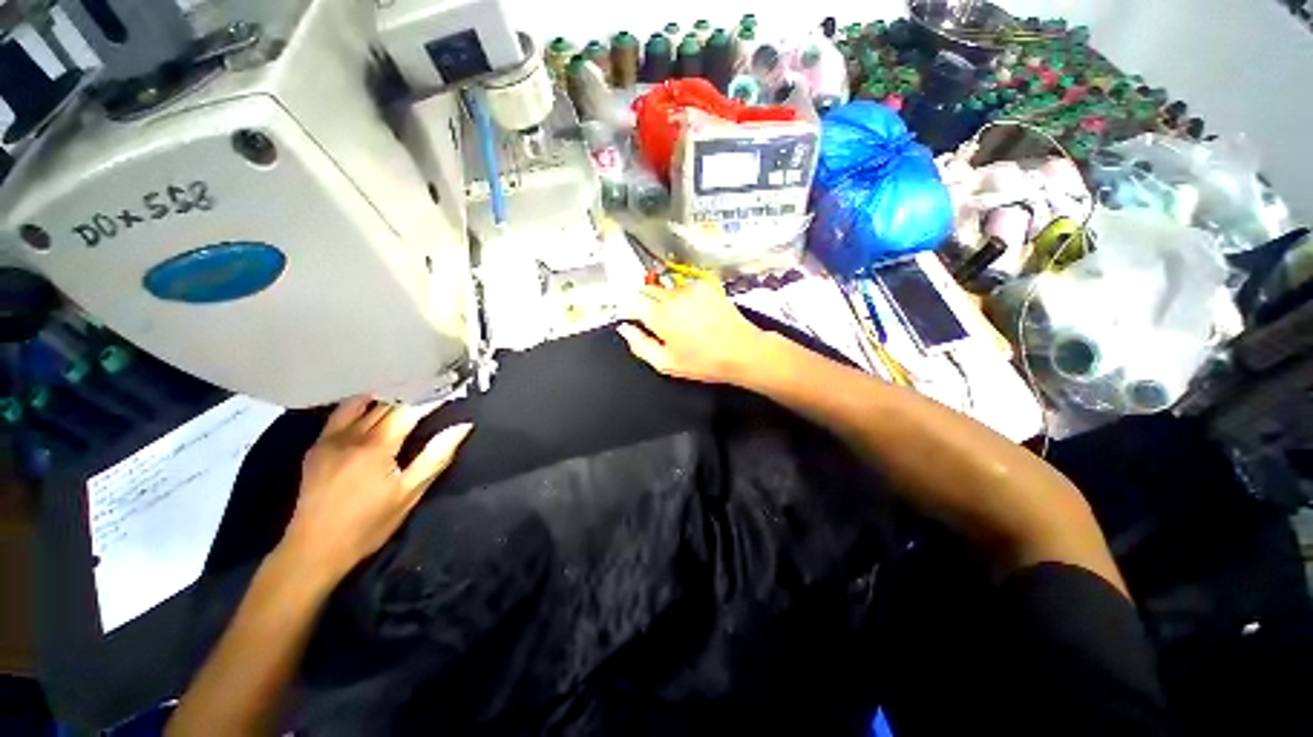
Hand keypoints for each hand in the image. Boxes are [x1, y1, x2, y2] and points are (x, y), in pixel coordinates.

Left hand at [280, 398, 472, 580]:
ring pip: (361, 404)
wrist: (313, 549)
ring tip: (407, 393)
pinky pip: (341, 414)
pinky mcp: (317, 447)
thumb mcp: (410, 493)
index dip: (431, 398)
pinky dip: (361, 405)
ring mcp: (329, 439)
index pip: (409, 409)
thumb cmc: (368, 524)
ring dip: (386, 396)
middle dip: (412, 394)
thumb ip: (436, 456)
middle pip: (386, 403)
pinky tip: (372, 407)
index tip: (450, 389)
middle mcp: (351, 435)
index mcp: (376, 446)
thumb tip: (462, 426)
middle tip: (434, 388)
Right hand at [617, 280, 766, 384]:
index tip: (637, 320)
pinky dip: (684, 297)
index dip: (632, 311)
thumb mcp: (666, 363)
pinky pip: (685, 287)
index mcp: (660, 316)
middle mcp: (673, 297)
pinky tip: (695, 313)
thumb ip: (639, 345)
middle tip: (660, 323)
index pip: (633, 302)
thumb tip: (625, 329)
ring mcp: (691, 289)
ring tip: (682, 320)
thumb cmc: (704, 362)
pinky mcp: (706, 286)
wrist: (741, 351)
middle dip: (647, 303)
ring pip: (666, 288)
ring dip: (667, 300)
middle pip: (647, 290)